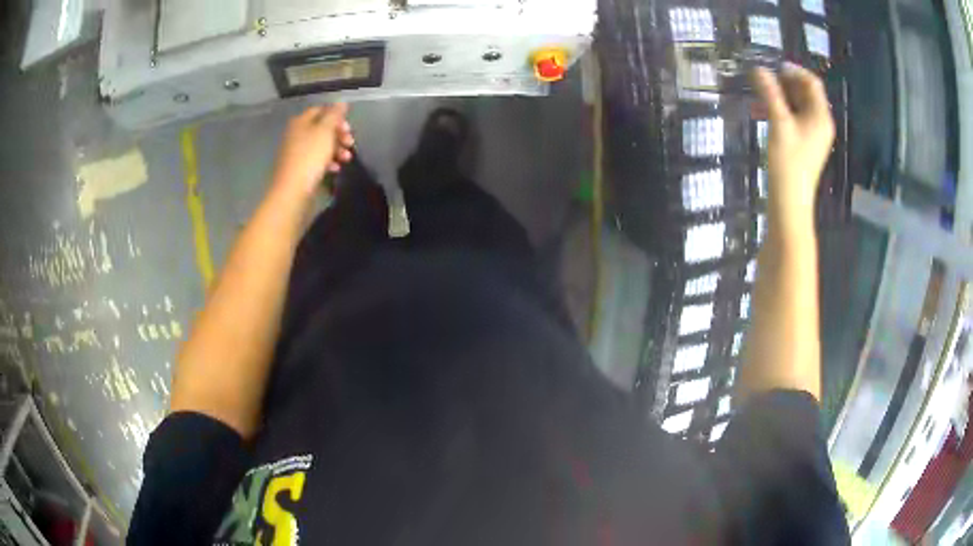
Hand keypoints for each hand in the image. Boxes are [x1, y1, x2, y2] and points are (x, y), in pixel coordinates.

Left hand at [272, 104, 354, 198]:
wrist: (292, 191)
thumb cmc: (310, 157)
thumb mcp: (325, 131)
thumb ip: (334, 115)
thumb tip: (341, 102)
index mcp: (300, 122)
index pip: (321, 110)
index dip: (336, 116)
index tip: (348, 127)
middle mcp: (296, 134)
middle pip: (322, 128)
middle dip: (338, 134)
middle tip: (350, 142)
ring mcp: (296, 152)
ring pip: (321, 145)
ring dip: (336, 149)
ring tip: (347, 158)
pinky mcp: (299, 168)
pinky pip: (316, 160)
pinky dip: (328, 162)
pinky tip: (335, 169)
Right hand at [753, 65, 834, 239]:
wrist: (790, 200)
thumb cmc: (789, 161)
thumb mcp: (779, 123)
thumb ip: (770, 93)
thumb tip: (758, 68)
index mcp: (821, 116)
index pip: (812, 83)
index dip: (794, 71)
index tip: (774, 66)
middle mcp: (821, 122)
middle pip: (806, 93)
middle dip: (785, 83)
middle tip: (764, 79)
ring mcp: (814, 134)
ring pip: (799, 105)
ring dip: (781, 96)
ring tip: (761, 93)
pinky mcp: (806, 143)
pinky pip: (796, 118)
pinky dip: (782, 109)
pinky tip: (765, 110)